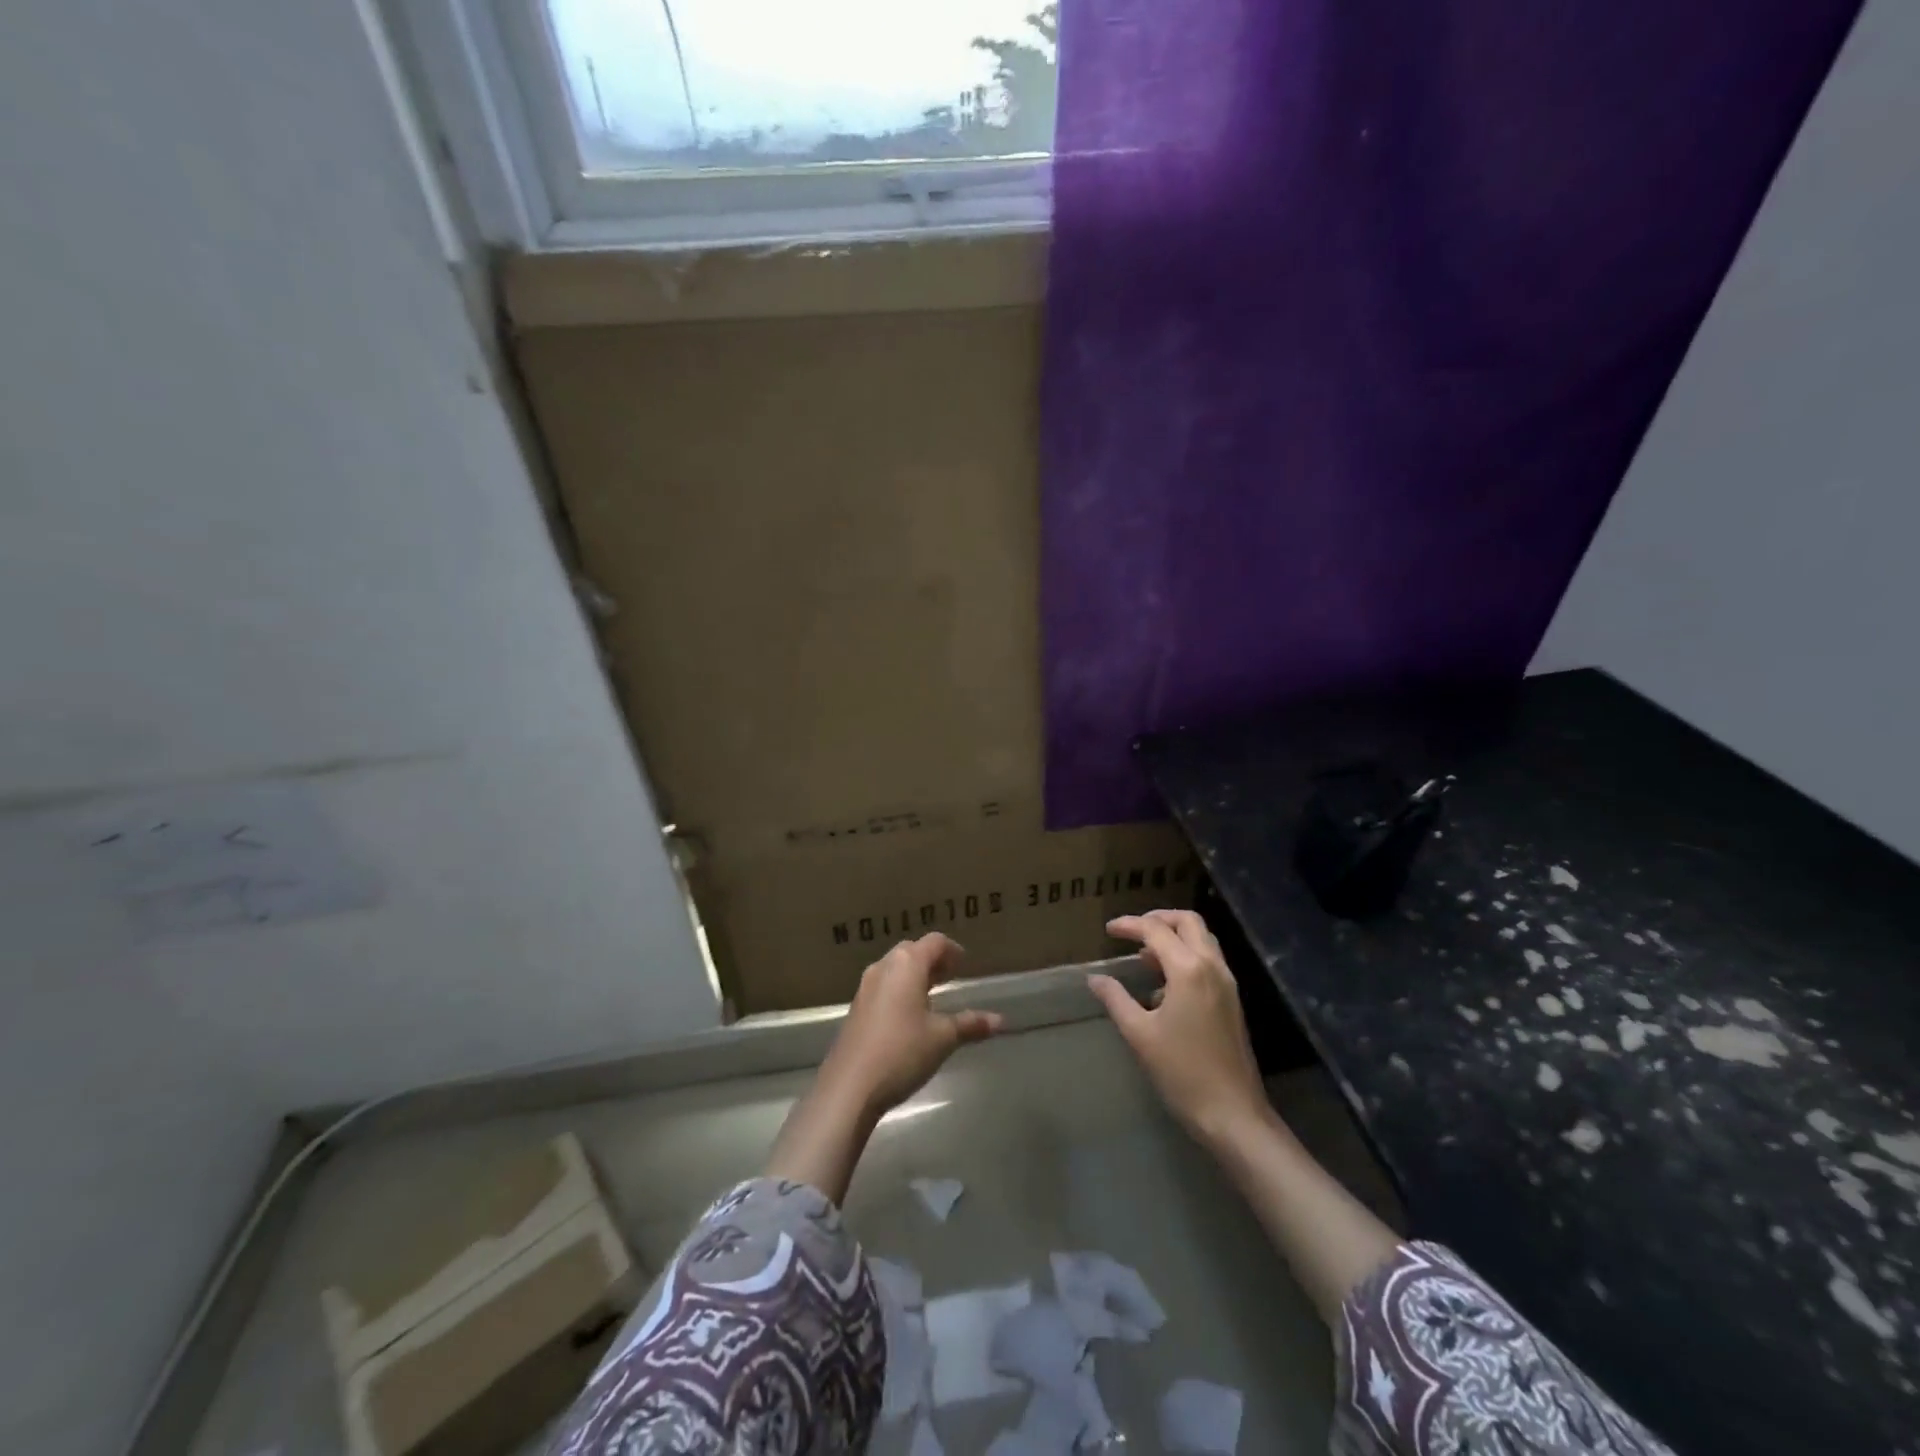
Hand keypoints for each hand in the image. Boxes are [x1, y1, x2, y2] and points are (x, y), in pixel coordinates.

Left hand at [818, 933, 1005, 1118]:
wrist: (849, 1087)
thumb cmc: (902, 1052)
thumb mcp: (942, 1038)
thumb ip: (970, 1024)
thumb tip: (1000, 1020)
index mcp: (907, 964)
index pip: (934, 942)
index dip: (952, 950)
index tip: (964, 964)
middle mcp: (883, 967)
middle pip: (911, 951)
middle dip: (932, 961)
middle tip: (950, 977)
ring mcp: (865, 987)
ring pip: (894, 968)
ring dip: (914, 975)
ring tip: (932, 995)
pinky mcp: (856, 1008)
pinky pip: (883, 986)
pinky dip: (899, 990)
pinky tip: (909, 1016)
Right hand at [1089, 910, 1269, 1146]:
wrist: (1232, 1113)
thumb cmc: (1182, 1071)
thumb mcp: (1140, 1034)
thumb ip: (1116, 999)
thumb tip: (1095, 979)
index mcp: (1189, 969)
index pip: (1156, 930)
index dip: (1129, 925)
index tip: (1108, 930)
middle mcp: (1212, 966)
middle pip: (1188, 921)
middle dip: (1158, 919)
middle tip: (1132, 931)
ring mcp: (1227, 983)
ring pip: (1202, 939)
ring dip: (1174, 936)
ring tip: (1145, 956)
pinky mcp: (1231, 1000)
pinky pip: (1208, 961)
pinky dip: (1186, 956)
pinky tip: (1164, 985)